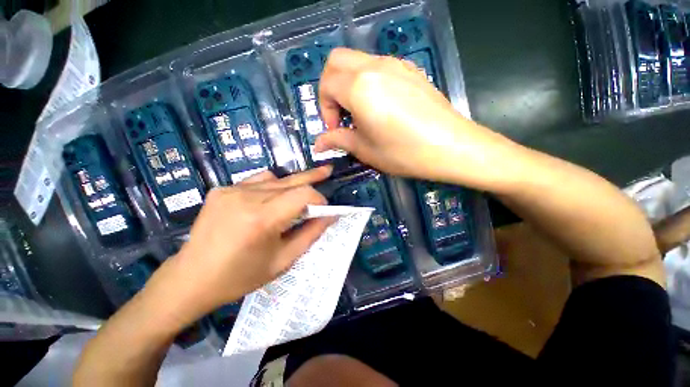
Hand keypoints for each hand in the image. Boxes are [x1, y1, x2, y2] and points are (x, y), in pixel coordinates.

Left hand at [146, 167, 333, 324]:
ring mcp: (231, 190)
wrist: (191, 278)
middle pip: (290, 181)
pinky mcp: (222, 189)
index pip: (302, 194)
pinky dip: (272, 186)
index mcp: (262, 219)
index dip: (319, 199)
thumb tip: (330, 216)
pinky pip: (257, 181)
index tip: (324, 210)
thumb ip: (311, 234)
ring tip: (300, 193)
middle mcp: (246, 197)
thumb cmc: (241, 276)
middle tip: (327, 171)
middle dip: (312, 180)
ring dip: (291, 186)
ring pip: (275, 179)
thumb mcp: (284, 260)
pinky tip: (273, 197)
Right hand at [315, 48, 517, 189]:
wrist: (451, 147)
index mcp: (360, 87)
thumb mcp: (365, 150)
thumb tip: (319, 143)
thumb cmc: (404, 152)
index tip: (334, 128)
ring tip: (360, 114)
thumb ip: (339, 140)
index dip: (324, 108)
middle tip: (340, 114)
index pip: (326, 84)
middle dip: (330, 87)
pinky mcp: (410, 71)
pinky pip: (378, 67)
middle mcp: (375, 67)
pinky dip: (368, 82)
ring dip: (349, 84)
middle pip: (337, 60)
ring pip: (358, 61)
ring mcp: (396, 65)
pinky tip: (380, 107)